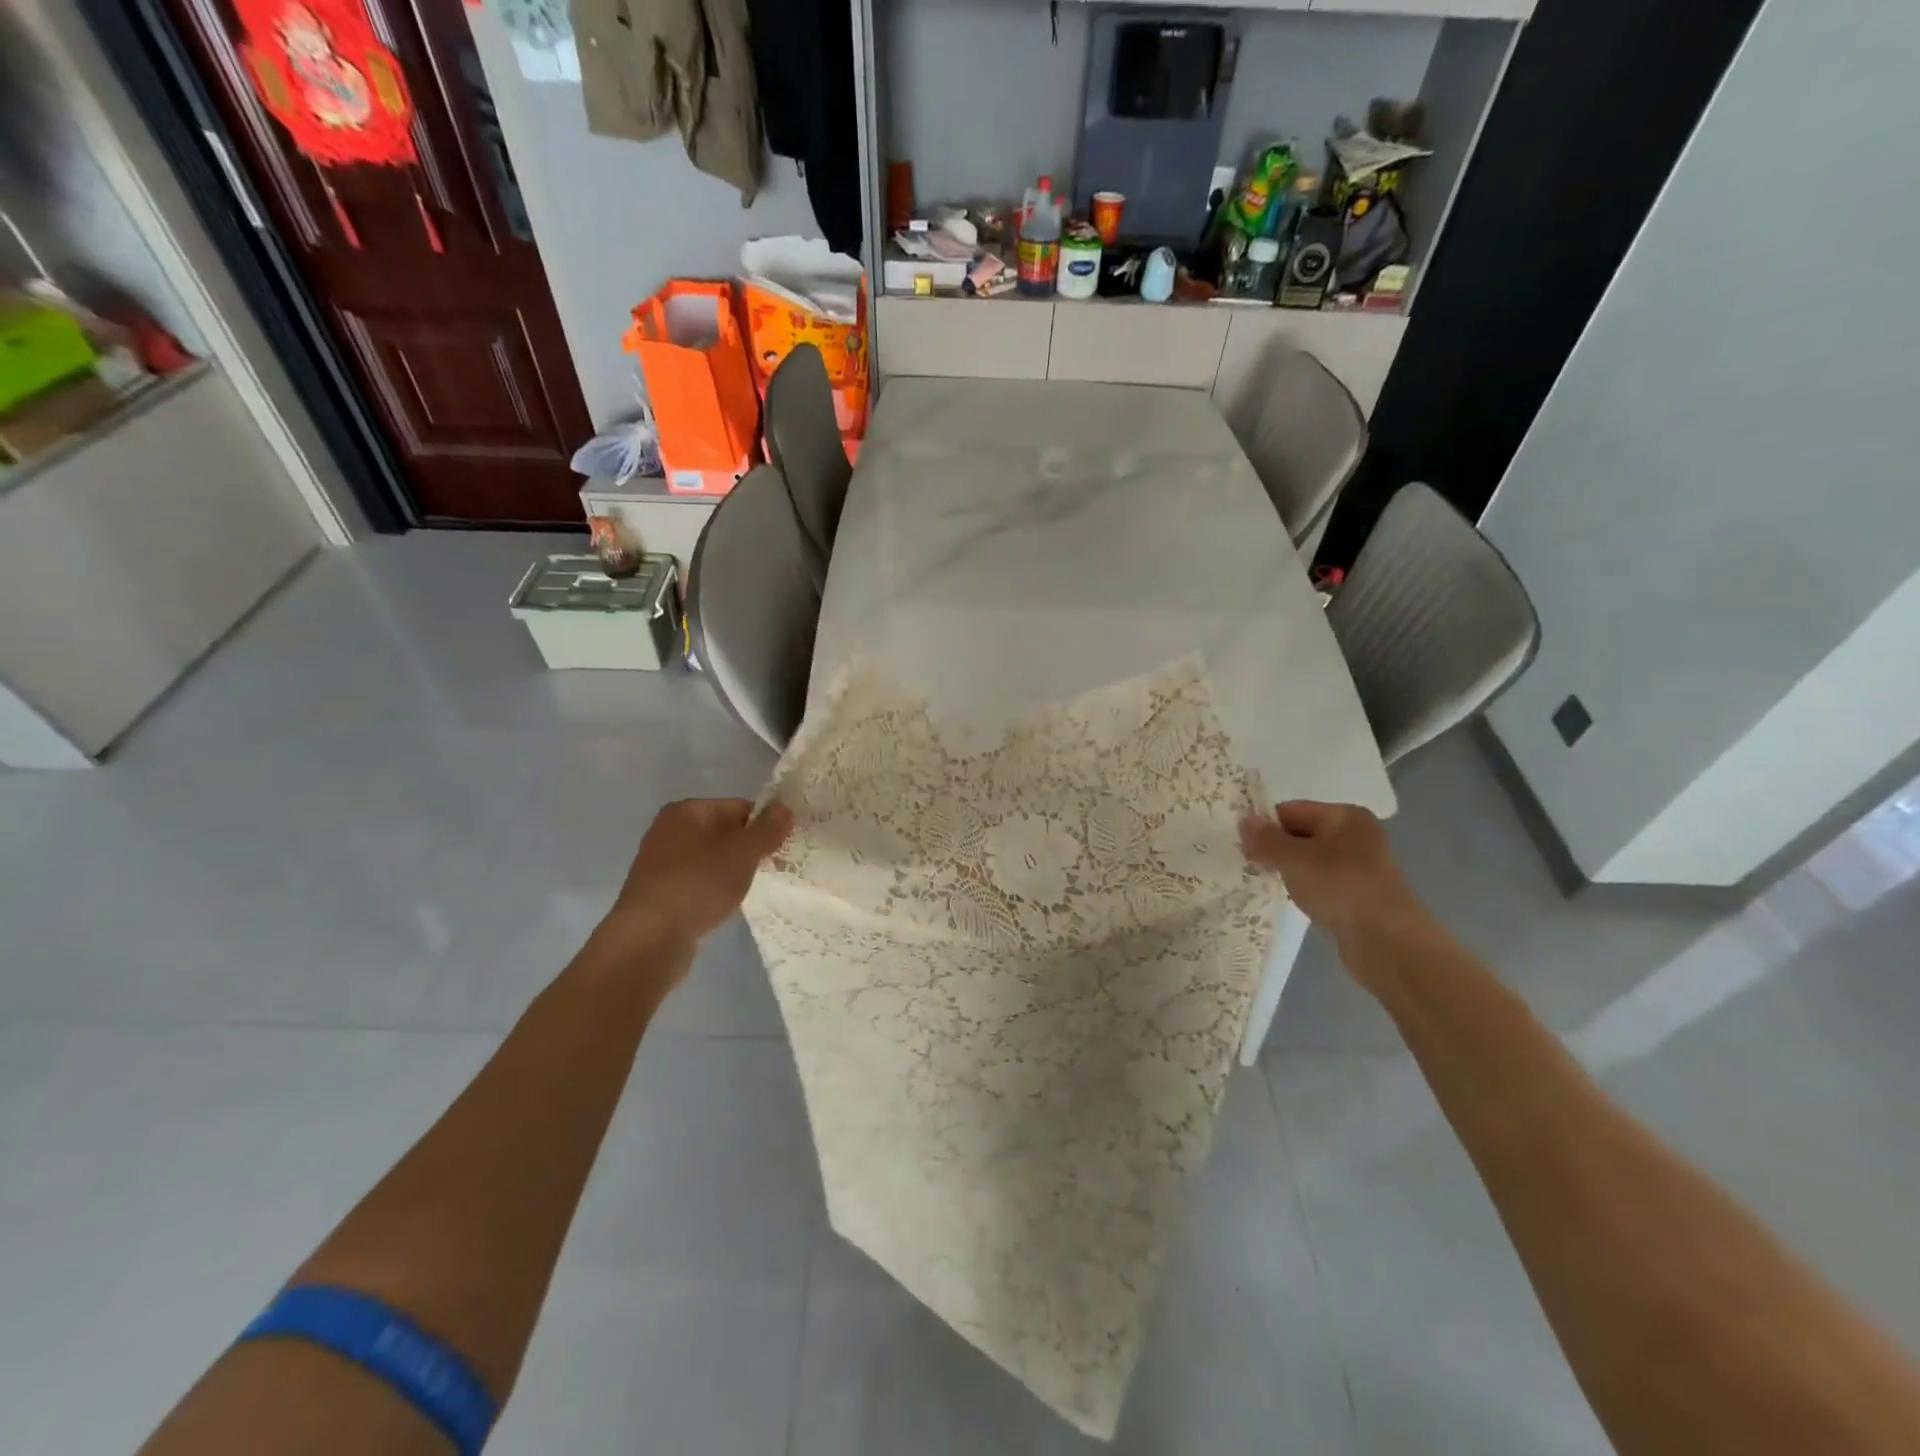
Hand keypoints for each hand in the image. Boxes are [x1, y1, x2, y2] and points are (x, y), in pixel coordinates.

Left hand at [597, 799, 792, 960]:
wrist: (649, 939)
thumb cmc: (699, 884)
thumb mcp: (743, 852)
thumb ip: (768, 829)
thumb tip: (785, 808)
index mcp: (687, 810)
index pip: (740, 807)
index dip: (765, 826)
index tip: (781, 849)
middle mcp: (669, 830)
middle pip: (725, 832)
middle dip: (749, 850)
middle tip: (770, 870)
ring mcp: (661, 862)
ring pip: (712, 858)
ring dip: (733, 871)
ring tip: (746, 890)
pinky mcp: (659, 891)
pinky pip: (698, 880)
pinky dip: (714, 889)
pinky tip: (722, 905)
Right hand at [1240, 801, 1421, 951]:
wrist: (1387, 942)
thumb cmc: (1339, 887)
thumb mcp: (1294, 859)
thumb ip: (1266, 839)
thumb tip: (1244, 820)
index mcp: (1345, 815)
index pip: (1292, 810)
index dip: (1265, 827)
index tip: (1245, 849)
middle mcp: (1357, 834)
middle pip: (1302, 833)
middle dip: (1277, 849)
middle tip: (1253, 867)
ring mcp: (1362, 865)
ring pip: (1312, 860)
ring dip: (1291, 870)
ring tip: (1273, 885)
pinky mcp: (1362, 893)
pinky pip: (1324, 881)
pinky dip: (1308, 888)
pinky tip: (1298, 901)